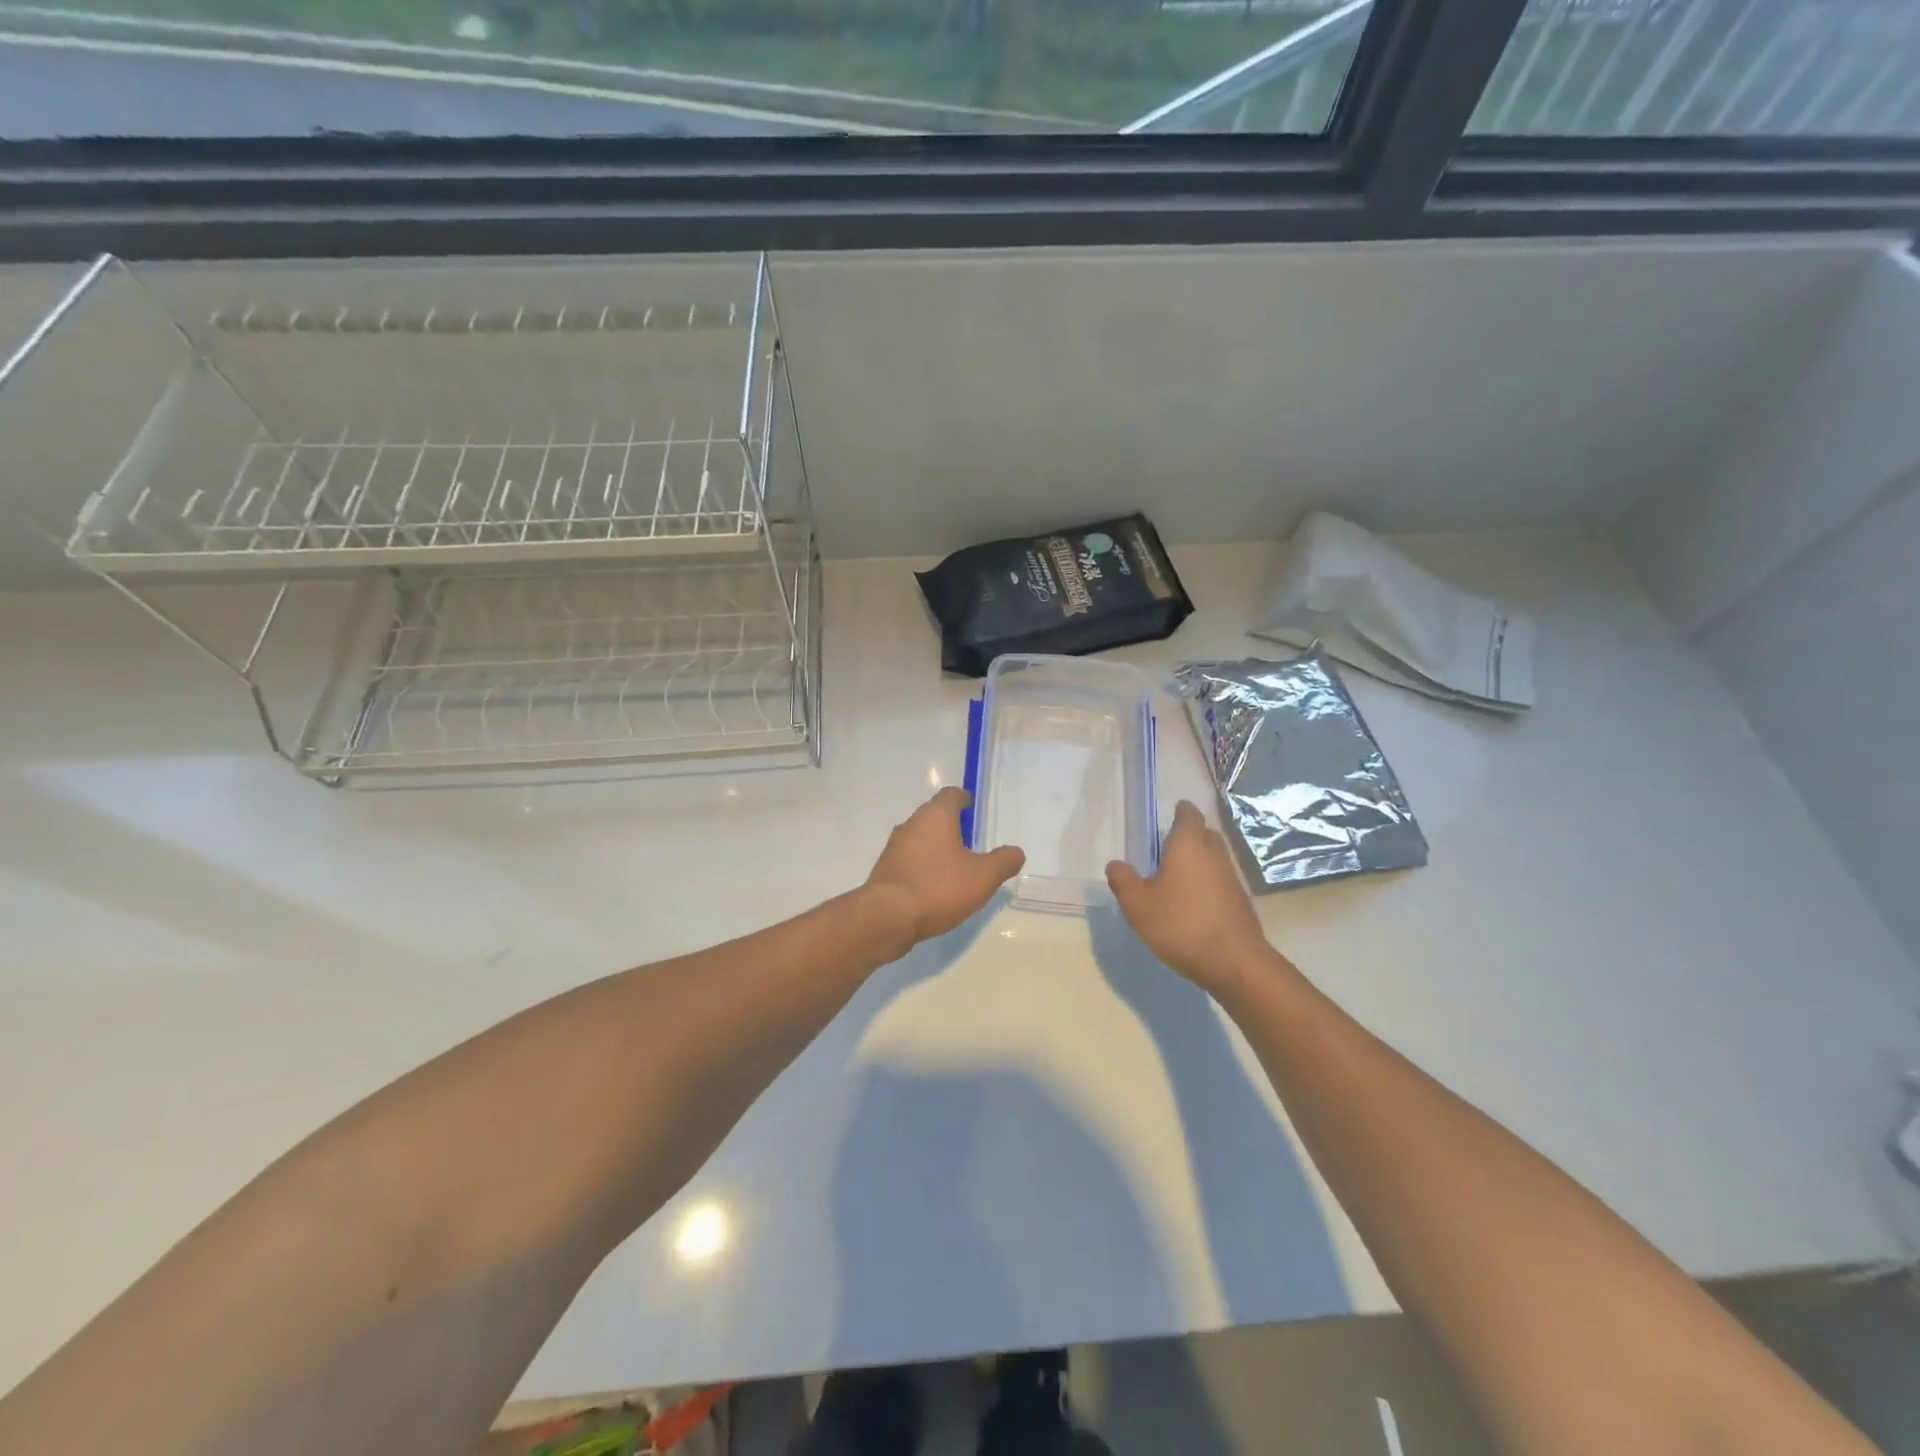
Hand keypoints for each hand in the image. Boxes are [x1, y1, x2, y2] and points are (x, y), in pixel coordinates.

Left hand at [863, 787, 1024, 949]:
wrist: (887, 918)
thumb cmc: (938, 888)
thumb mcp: (983, 877)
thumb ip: (1003, 862)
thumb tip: (1016, 852)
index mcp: (935, 816)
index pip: (950, 795)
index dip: (963, 799)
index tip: (972, 807)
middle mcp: (911, 824)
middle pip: (933, 816)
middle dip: (951, 826)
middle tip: (971, 842)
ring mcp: (894, 848)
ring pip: (920, 839)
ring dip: (936, 848)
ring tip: (955, 868)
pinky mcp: (885, 870)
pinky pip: (909, 860)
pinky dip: (923, 867)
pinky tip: (935, 887)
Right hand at [1107, 800, 1272, 999]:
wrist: (1234, 962)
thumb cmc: (1181, 924)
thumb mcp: (1137, 905)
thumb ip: (1123, 880)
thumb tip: (1116, 864)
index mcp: (1188, 845)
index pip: (1188, 814)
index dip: (1180, 812)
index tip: (1169, 816)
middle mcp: (1214, 853)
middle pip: (1204, 833)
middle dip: (1188, 835)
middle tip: (1167, 848)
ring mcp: (1232, 877)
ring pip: (1214, 858)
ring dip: (1198, 861)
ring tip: (1176, 877)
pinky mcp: (1241, 900)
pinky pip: (1221, 880)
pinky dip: (1207, 883)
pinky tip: (1193, 902)